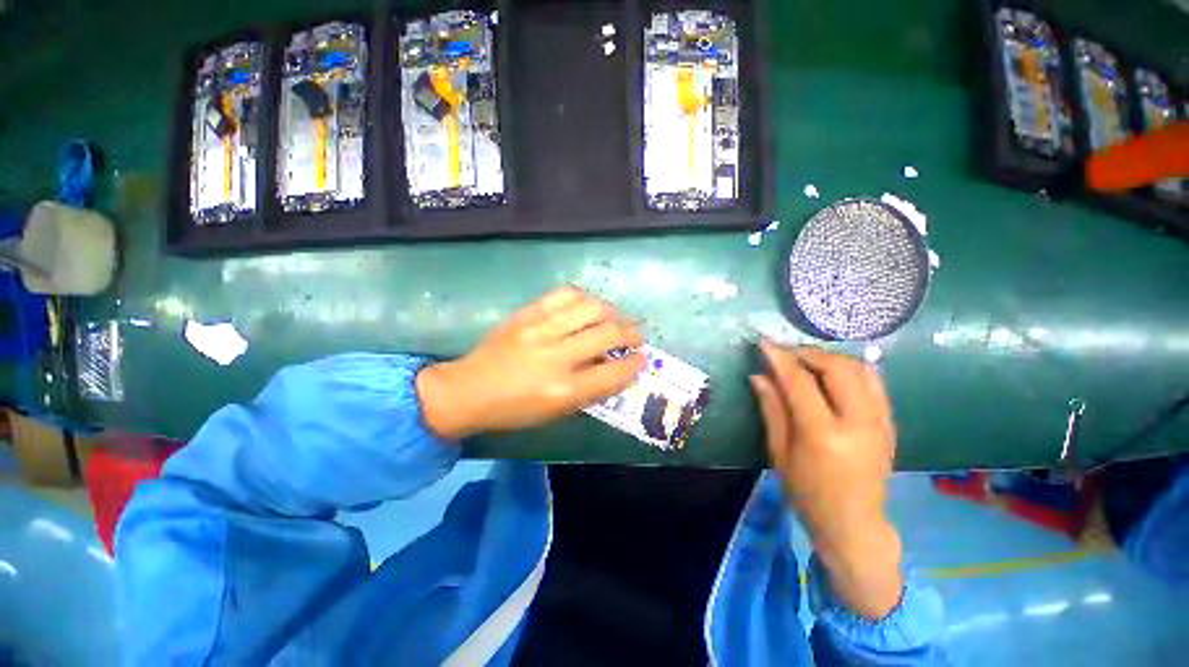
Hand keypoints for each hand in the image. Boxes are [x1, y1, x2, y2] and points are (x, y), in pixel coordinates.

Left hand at [417, 287, 645, 439]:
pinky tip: (587, 306)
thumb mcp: (557, 412)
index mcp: (564, 391)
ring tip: (614, 318)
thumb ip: (591, 389)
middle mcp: (556, 357)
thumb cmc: (515, 410)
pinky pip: (565, 293)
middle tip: (635, 335)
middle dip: (632, 332)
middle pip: (609, 333)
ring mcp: (540, 329)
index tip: (641, 359)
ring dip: (612, 311)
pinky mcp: (527, 313)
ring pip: (592, 307)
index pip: (614, 372)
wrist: (469, 389)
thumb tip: (616, 364)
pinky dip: (584, 298)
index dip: (635, 364)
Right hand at [750, 341, 902, 618]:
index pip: (800, 382)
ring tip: (807, 361)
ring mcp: (880, 422)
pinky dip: (851, 369)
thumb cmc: (807, 493)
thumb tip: (759, 376)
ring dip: (831, 358)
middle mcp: (858, 423)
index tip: (764, 342)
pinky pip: (875, 383)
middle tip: (786, 354)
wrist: (854, 524)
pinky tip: (833, 374)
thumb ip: (772, 409)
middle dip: (808, 353)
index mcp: (823, 435)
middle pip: (838, 368)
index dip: (780, 358)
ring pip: (860, 370)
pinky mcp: (890, 424)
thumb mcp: (780, 452)